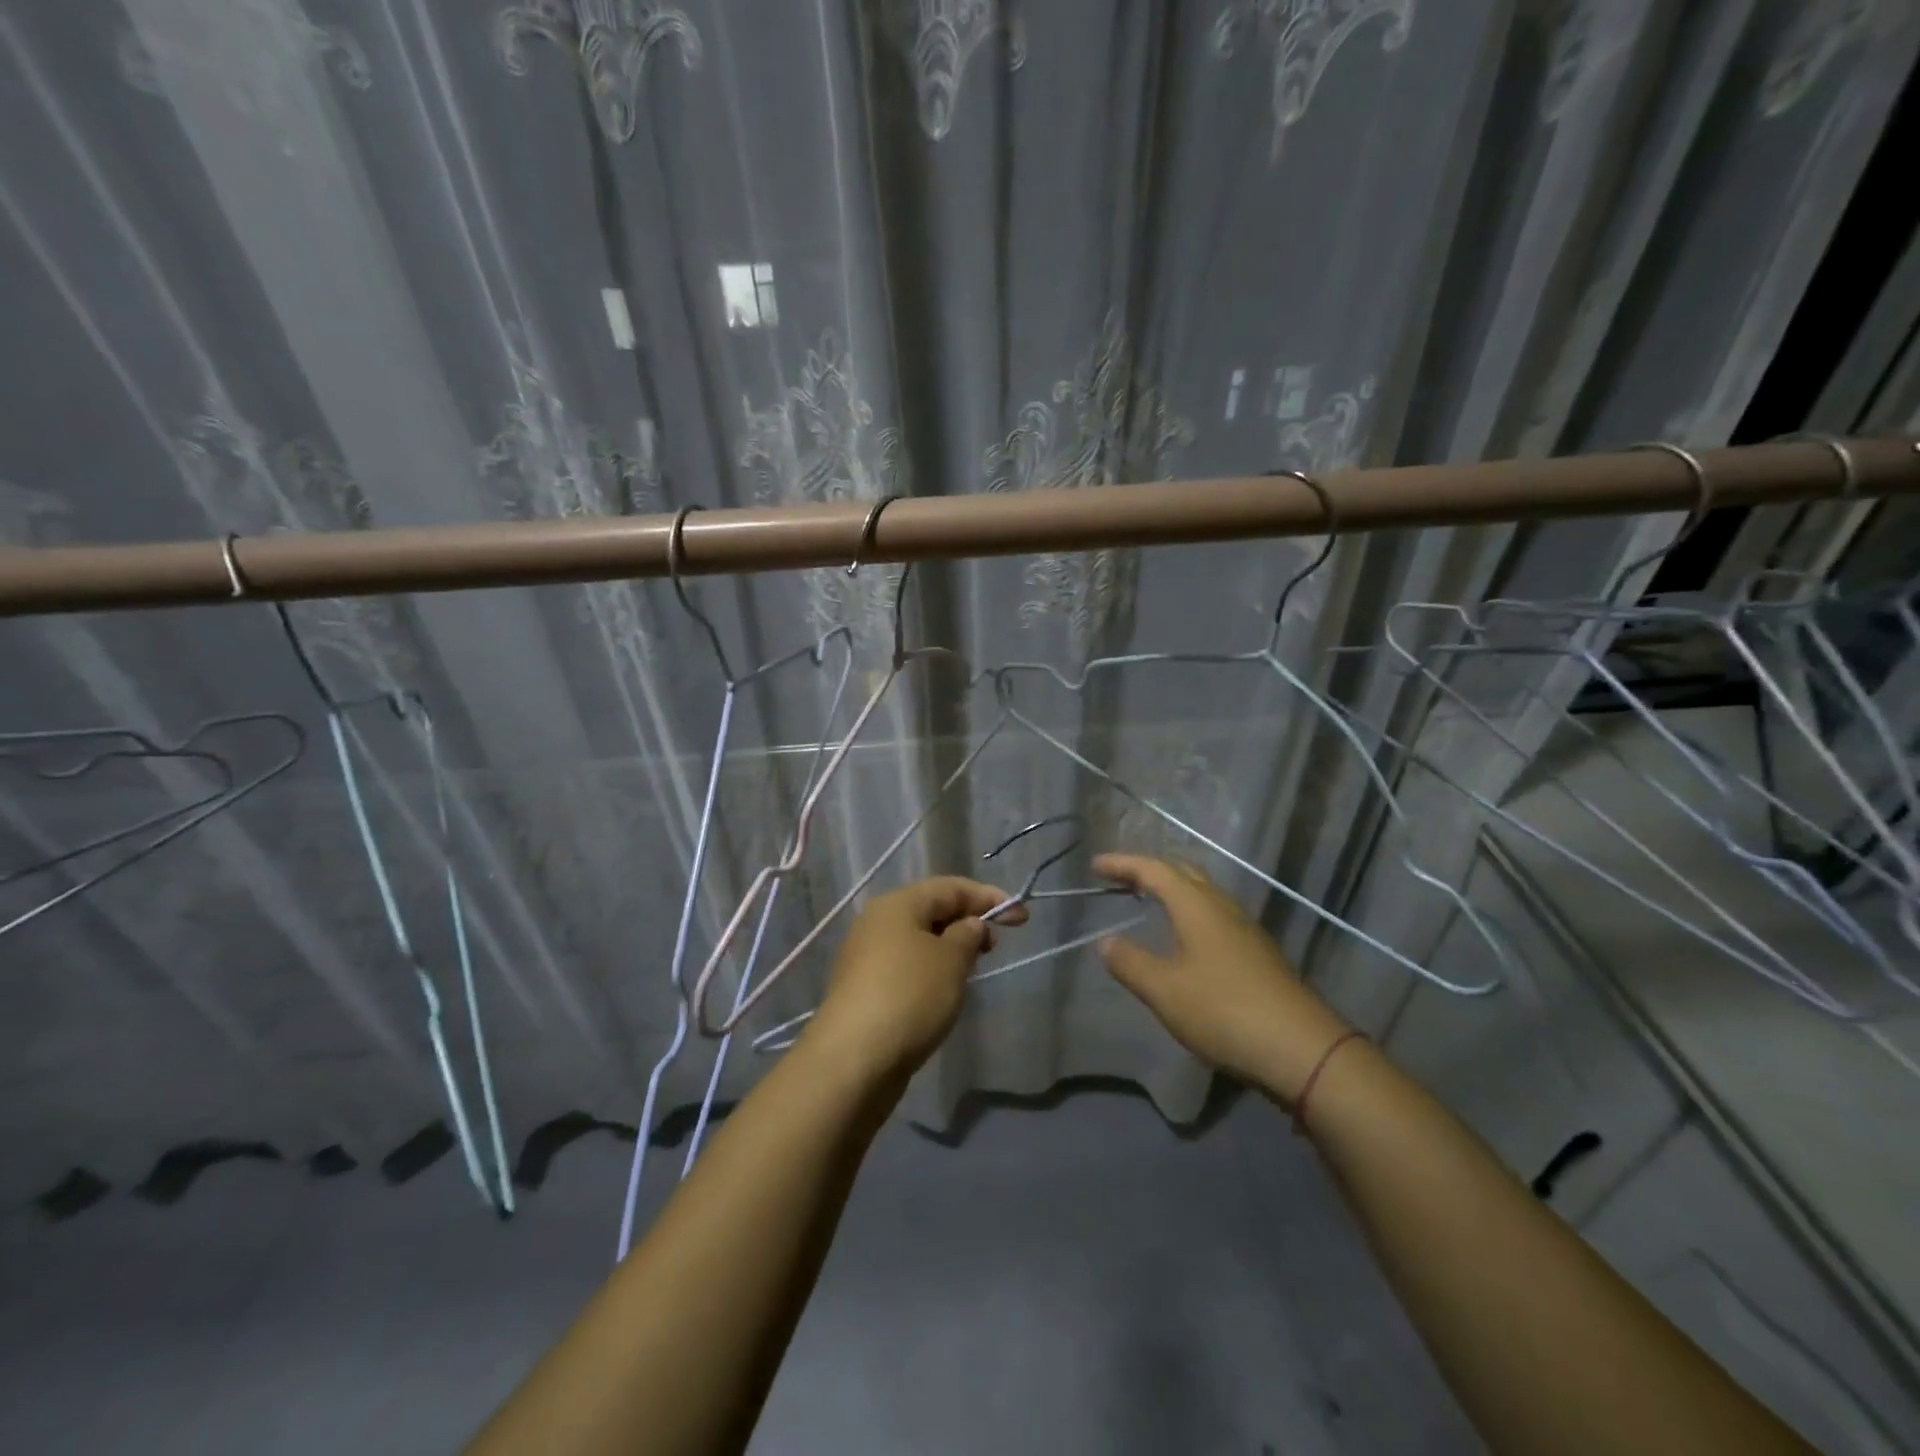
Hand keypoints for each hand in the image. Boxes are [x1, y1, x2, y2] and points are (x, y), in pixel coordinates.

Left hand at [804, 877, 1027, 1079]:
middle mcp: (877, 922)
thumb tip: (970, 925)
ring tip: (973, 969)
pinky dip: (931, 969)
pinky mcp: (864, 988)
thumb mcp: (951, 960)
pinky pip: (907, 965)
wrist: (853, 1060)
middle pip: (931, 910)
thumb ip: (968, 935)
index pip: (951, 887)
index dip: (989, 897)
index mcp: (897, 904)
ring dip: (950, 947)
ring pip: (918, 939)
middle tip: (996, 945)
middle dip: (968, 921)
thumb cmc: (910, 997)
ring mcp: (867, 956)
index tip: (1021, 917)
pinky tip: (945, 991)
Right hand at [1095, 854, 1348, 1101]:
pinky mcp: (1257, 954)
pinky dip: (1189, 912)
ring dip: (1172, 890)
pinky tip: (1184, 938)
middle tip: (1120, 878)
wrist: (1302, 1049)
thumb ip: (1130, 963)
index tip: (1095, 865)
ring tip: (1148, 901)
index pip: (1154, 870)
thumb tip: (1106, 941)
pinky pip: (1214, 916)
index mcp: (1197, 905)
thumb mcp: (1164, 990)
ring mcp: (1244, 929)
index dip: (1123, 864)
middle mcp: (1222, 906)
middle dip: (1149, 870)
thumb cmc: (1224, 1010)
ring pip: (1203, 894)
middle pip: (1183, 873)